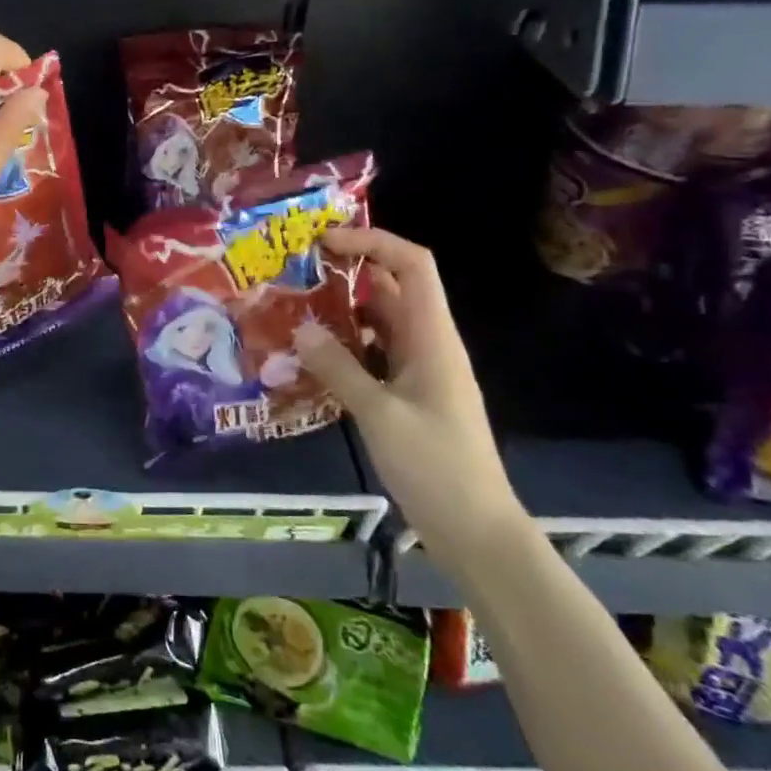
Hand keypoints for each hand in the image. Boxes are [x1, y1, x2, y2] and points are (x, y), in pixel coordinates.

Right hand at [294, 227, 527, 577]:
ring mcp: (420, 370)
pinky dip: (346, 344)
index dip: (373, 242)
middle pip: (393, 287)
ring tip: (295, 305)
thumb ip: (338, 368)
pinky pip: (375, 353)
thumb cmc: (435, 466)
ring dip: (343, 308)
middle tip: (297, 269)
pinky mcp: (409, 395)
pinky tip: (312, 354)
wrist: (475, 529)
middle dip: (349, 270)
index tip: (326, 241)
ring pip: (381, 321)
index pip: (413, 265)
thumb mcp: (379, 414)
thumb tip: (300, 328)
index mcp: (433, 338)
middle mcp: (429, 344)